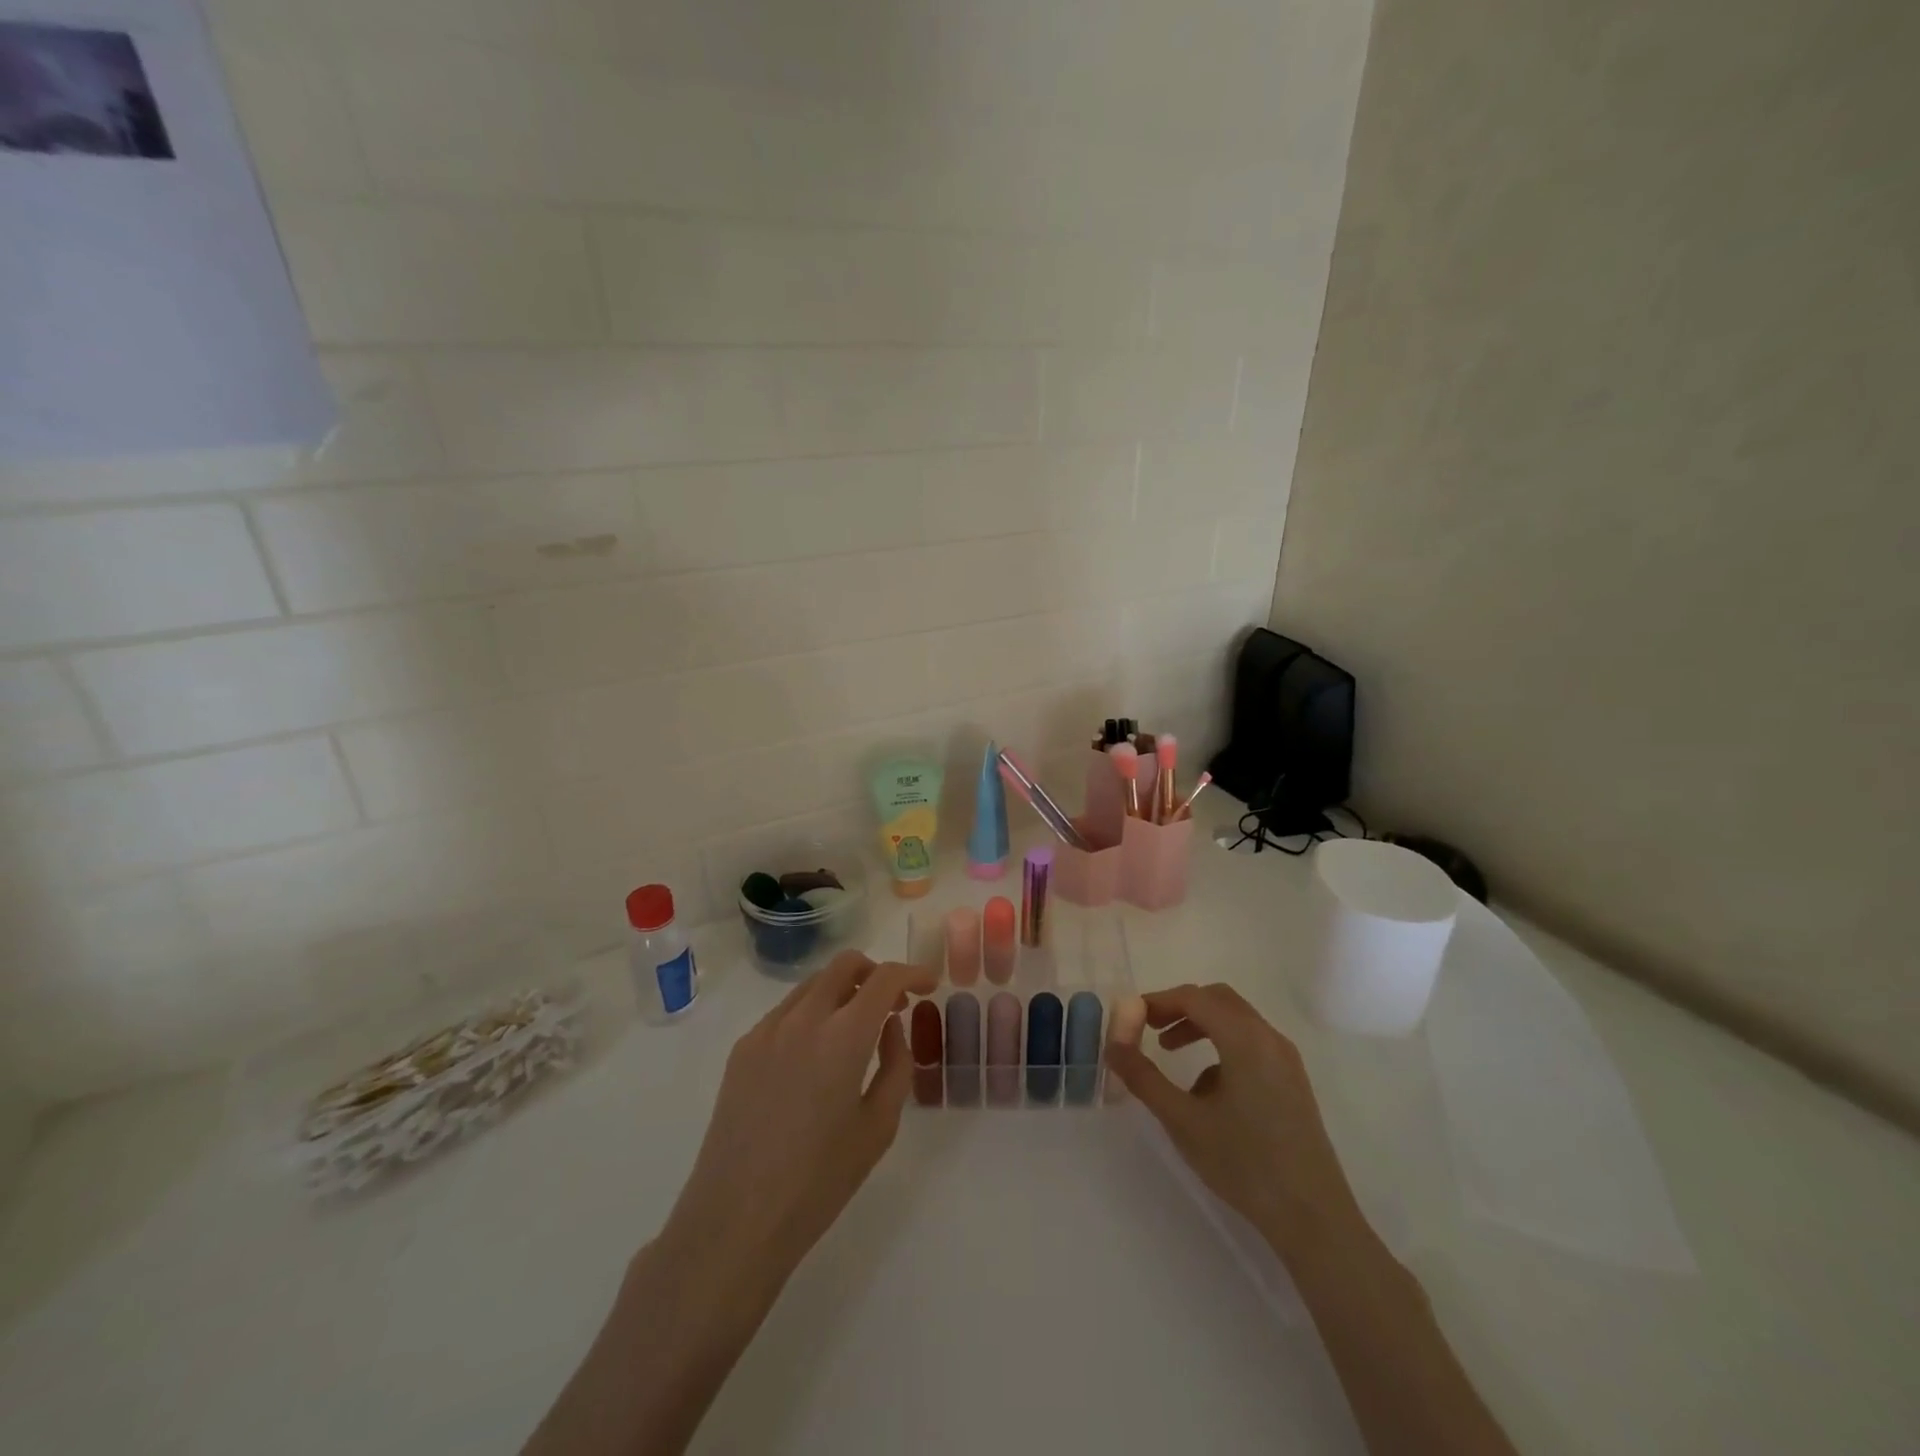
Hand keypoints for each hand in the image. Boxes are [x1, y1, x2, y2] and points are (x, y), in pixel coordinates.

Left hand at [660, 951, 936, 1294]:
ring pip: (814, 983)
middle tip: (893, 1005)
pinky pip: (786, 1010)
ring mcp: (767, 1030)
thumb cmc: (819, 1181)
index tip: (927, 984)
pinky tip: (817, 1056)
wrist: (736, 1219)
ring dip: (843, 990)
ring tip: (857, 1030)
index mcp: (843, 1036)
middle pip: (845, 964)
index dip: (912, 973)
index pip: (884, 978)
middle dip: (876, 973)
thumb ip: (895, 1065)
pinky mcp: (742, 1048)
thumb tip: (890, 1028)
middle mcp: (803, 1018)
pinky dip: (813, 1012)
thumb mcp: (878, 1126)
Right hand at [1107, 983, 1364, 1258]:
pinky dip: (1220, 1047)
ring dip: (1199, 1026)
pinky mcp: (1291, 1081)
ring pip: (1235, 1021)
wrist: (1313, 1218)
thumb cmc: (1244, 1164)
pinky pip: (1250, 1044)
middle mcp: (1269, 1038)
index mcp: (1245, 1039)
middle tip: (1148, 1027)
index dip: (1159, 1001)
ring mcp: (1285, 1060)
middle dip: (1179, 1007)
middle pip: (1217, 1000)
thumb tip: (1112, 1045)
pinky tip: (1205, 1091)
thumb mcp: (1183, 1120)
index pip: (1194, 997)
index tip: (1130, 1017)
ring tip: (1169, 1052)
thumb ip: (1143, 1077)